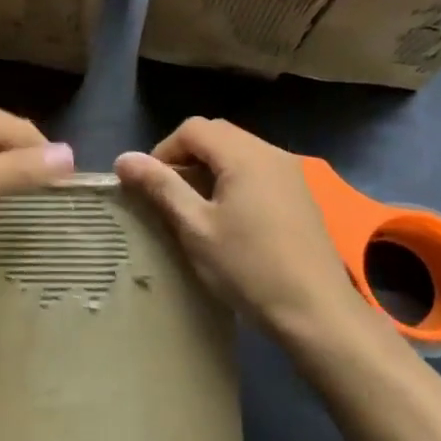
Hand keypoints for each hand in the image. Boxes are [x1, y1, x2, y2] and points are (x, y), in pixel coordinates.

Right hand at [115, 119, 383, 350]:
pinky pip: (258, 170)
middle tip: (169, 195)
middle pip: (217, 134)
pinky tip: (229, 218)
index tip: (150, 186)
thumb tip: (123, 158)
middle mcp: (271, 153)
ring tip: (195, 208)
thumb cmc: (249, 268)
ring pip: (239, 152)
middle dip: (186, 156)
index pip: (193, 129)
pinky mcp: (301, 196)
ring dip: (210, 169)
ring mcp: (291, 174)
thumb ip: (161, 186)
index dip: (164, 151)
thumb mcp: (195, 228)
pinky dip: (234, 180)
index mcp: (244, 155)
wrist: (317, 311)